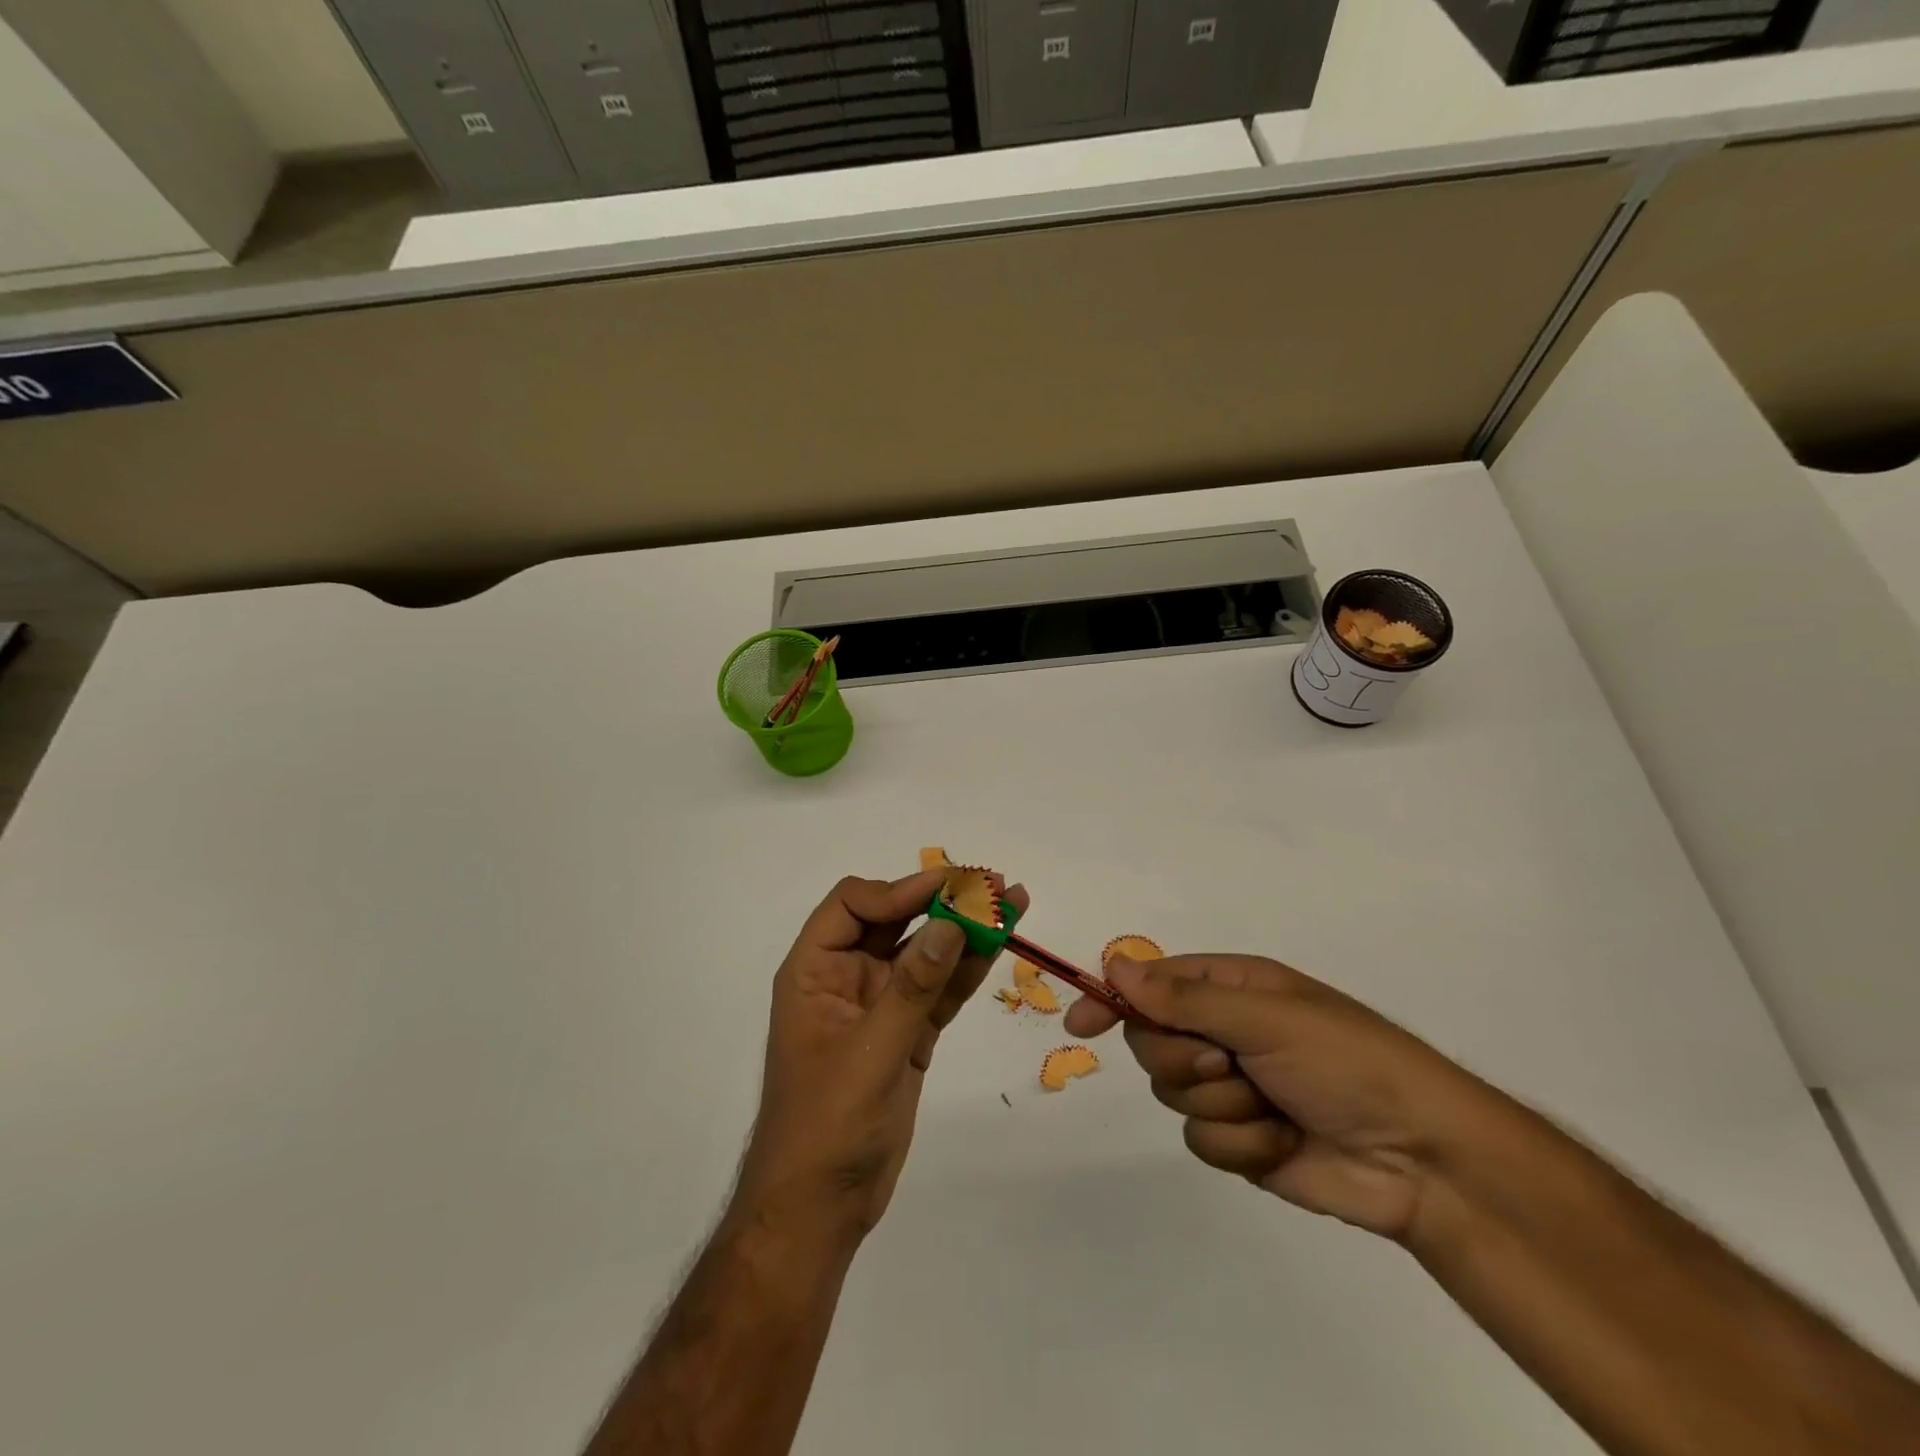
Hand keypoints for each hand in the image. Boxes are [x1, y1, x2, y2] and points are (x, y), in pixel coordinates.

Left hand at [736, 870, 1028, 1241]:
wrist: (820, 1210)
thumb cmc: (826, 1127)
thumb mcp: (870, 1053)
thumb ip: (912, 988)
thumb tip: (950, 925)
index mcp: (815, 971)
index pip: (852, 903)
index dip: (897, 890)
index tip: (946, 889)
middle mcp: (846, 977)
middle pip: (894, 921)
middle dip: (940, 901)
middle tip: (991, 885)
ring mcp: (880, 1006)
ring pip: (924, 953)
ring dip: (964, 930)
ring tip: (1011, 903)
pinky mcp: (908, 1033)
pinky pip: (939, 990)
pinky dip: (967, 970)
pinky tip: (999, 946)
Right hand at [1063, 954, 1499, 1242]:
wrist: (1421, 1159)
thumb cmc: (1346, 1062)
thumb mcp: (1265, 1017)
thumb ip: (1183, 999)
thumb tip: (1115, 966)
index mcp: (1231, 988)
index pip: (1152, 983)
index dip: (1114, 999)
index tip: (1081, 1023)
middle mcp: (1225, 1031)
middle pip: (1153, 1041)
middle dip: (1184, 1060)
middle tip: (1228, 1065)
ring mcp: (1232, 1087)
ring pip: (1173, 1093)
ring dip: (1221, 1104)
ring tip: (1271, 1106)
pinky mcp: (1241, 1140)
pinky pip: (1201, 1139)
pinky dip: (1240, 1144)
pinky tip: (1281, 1142)